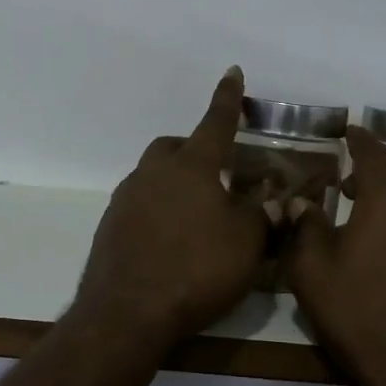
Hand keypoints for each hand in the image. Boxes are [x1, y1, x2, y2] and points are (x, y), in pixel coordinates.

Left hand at [70, 67, 268, 349]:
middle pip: (174, 147)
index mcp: (192, 168)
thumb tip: (276, 203)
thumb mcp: (246, 243)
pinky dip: (157, 210)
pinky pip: (139, 205)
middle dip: (195, 149)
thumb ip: (264, 217)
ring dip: (174, 182)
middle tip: (217, 173)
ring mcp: (126, 200)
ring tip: (196, 212)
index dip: (227, 99)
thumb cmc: (197, 269)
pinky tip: (171, 239)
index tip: (232, 72)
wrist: (127, 313)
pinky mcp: (110, 228)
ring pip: (152, 176)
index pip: (215, 123)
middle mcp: (153, 174)